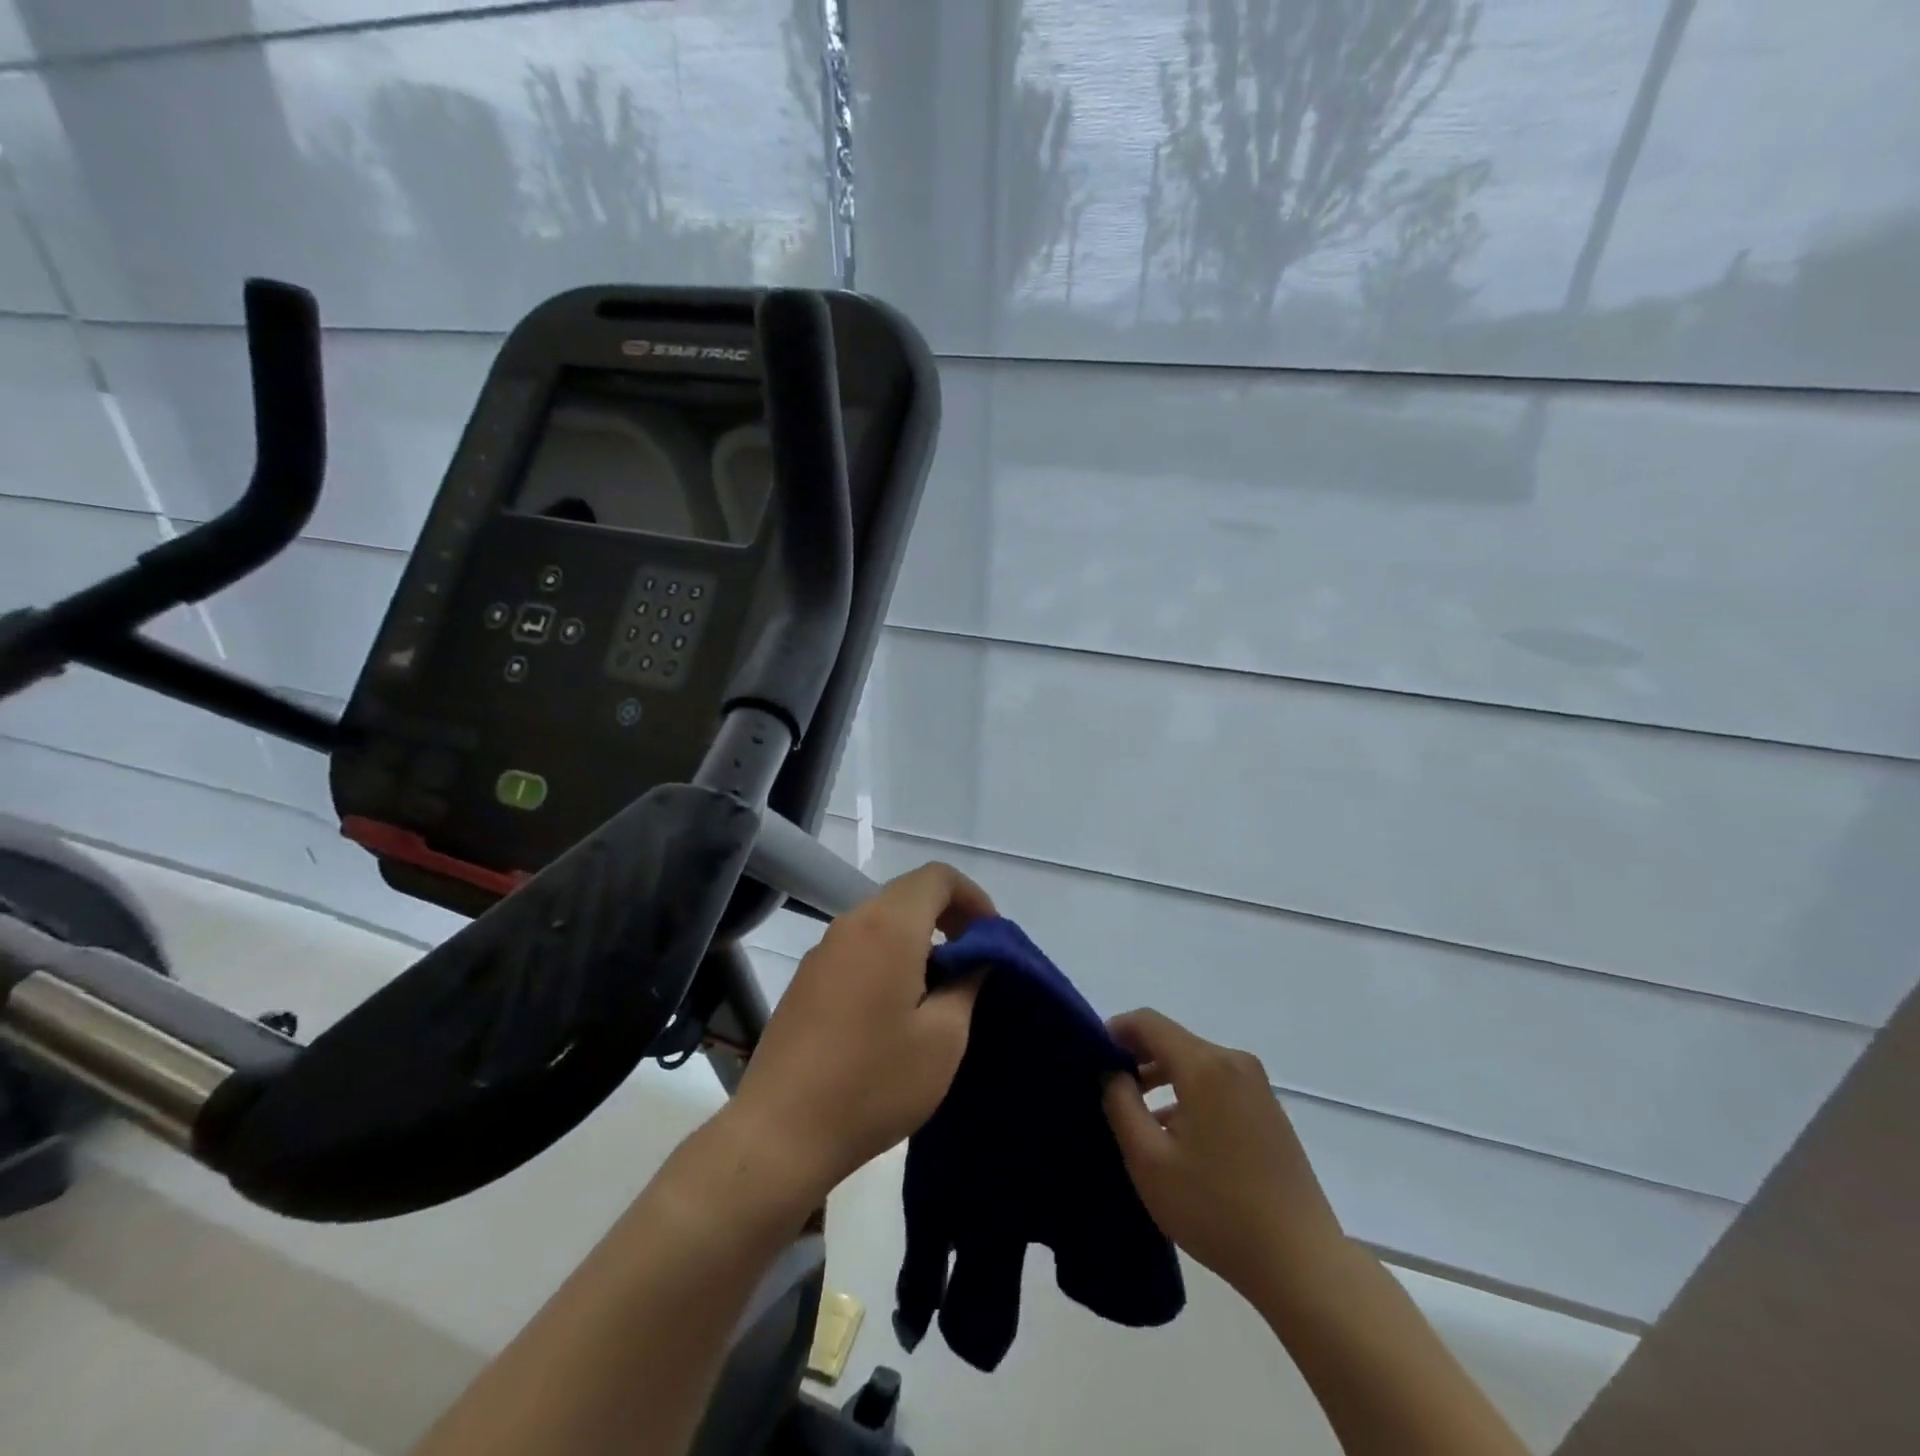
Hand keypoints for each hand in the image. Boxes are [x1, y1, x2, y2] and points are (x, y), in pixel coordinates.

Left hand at [722, 862, 995, 1207]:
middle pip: (908, 894)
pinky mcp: (806, 980)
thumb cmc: (874, 1082)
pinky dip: (888, 956)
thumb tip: (974, 957)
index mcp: (888, 927)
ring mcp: (822, 951)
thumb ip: (967, 983)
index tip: (990, 938)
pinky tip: (895, 1009)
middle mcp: (851, 924)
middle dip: (948, 917)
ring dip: (918, 939)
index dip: (973, 897)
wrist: (780, 1132)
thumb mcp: (943, 1038)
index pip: (937, 877)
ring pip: (882, 921)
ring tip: (939, 989)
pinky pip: (858, 947)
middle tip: (973, 961)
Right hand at [1103, 1009, 1344, 1305]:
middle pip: (1172, 1040)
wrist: (1302, 1264)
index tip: (1090, 1058)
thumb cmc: (1216, 1210)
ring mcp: (1256, 1086)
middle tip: (1107, 1090)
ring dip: (1161, 1078)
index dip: (1114, 1031)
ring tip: (1135, 1115)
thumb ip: (1120, 1104)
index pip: (1148, 1022)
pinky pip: (1216, 1083)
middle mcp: (1234, 1062)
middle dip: (1136, 1057)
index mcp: (1204, 1065)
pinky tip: (1174, 1134)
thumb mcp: (1149, 1160)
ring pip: (1194, 1063)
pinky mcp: (1268, 1110)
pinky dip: (1188, 1094)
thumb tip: (1111, 1071)